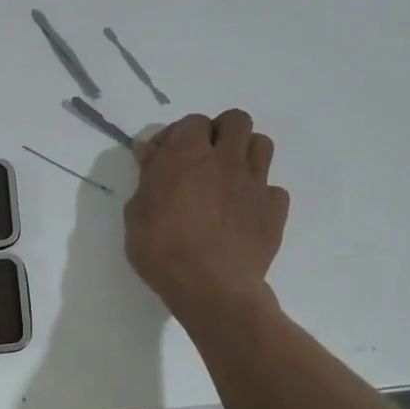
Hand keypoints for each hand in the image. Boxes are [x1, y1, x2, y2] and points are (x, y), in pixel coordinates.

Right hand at [124, 109, 288, 319]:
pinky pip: (273, 189)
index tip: (164, 158)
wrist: (210, 288)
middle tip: (203, 159)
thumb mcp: (135, 212)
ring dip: (245, 154)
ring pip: (262, 144)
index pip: (192, 121)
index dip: (178, 136)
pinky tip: (244, 213)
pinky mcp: (274, 210)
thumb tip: (151, 154)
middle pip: (236, 120)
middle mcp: (224, 159)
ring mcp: (254, 183)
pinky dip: (260, 196)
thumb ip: (147, 178)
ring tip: (228, 178)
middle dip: (220, 132)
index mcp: (186, 154)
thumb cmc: (161, 249)